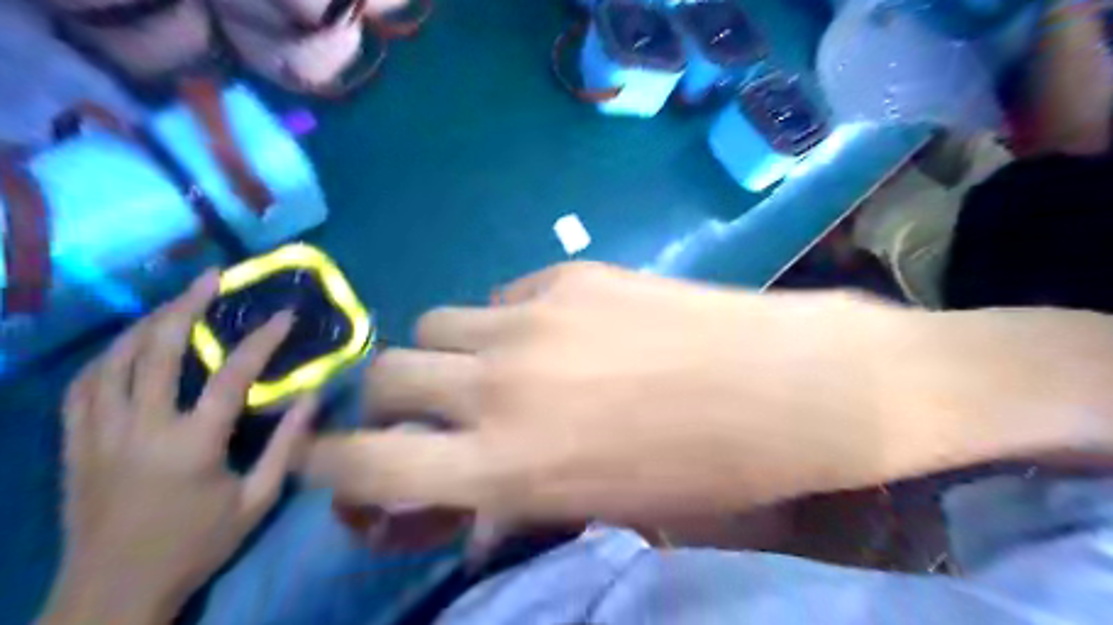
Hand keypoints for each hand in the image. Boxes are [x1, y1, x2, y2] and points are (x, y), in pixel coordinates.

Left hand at [42, 272, 314, 623]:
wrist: (111, 592)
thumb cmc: (196, 545)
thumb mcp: (258, 499)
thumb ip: (287, 445)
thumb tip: (313, 396)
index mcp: (192, 444)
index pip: (231, 375)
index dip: (261, 340)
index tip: (284, 314)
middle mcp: (141, 428)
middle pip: (158, 350)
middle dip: (187, 306)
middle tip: (212, 278)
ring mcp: (99, 434)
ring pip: (113, 359)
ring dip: (145, 322)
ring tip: (173, 302)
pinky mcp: (75, 444)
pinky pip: (83, 386)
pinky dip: (107, 356)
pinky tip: (126, 346)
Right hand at [306, 261, 903, 522]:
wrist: (787, 386)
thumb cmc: (707, 470)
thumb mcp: (602, 507)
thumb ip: (520, 495)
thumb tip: (471, 496)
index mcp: (509, 463)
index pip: (370, 463)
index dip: (333, 464)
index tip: (333, 460)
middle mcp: (502, 383)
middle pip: (388, 373)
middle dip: (388, 397)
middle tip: (419, 407)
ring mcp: (534, 317)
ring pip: (437, 322)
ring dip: (445, 350)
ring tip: (486, 363)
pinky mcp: (572, 276)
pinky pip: (504, 295)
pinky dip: (505, 318)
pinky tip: (553, 330)